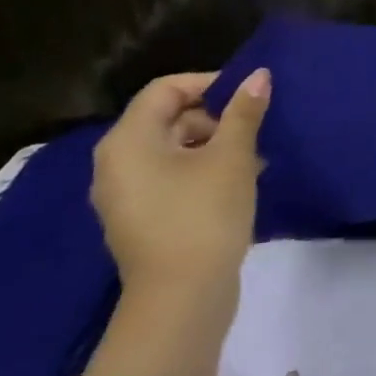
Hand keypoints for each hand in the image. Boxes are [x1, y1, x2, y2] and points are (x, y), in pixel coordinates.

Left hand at [90, 68, 271, 308]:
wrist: (182, 300)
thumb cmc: (204, 215)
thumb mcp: (232, 156)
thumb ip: (244, 112)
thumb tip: (259, 74)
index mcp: (128, 141)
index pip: (166, 89)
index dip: (209, 83)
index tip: (248, 95)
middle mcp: (116, 164)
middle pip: (168, 118)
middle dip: (216, 117)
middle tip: (256, 129)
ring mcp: (125, 196)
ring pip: (173, 150)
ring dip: (214, 145)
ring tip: (256, 158)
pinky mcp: (141, 220)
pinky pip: (170, 178)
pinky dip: (202, 172)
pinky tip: (239, 183)